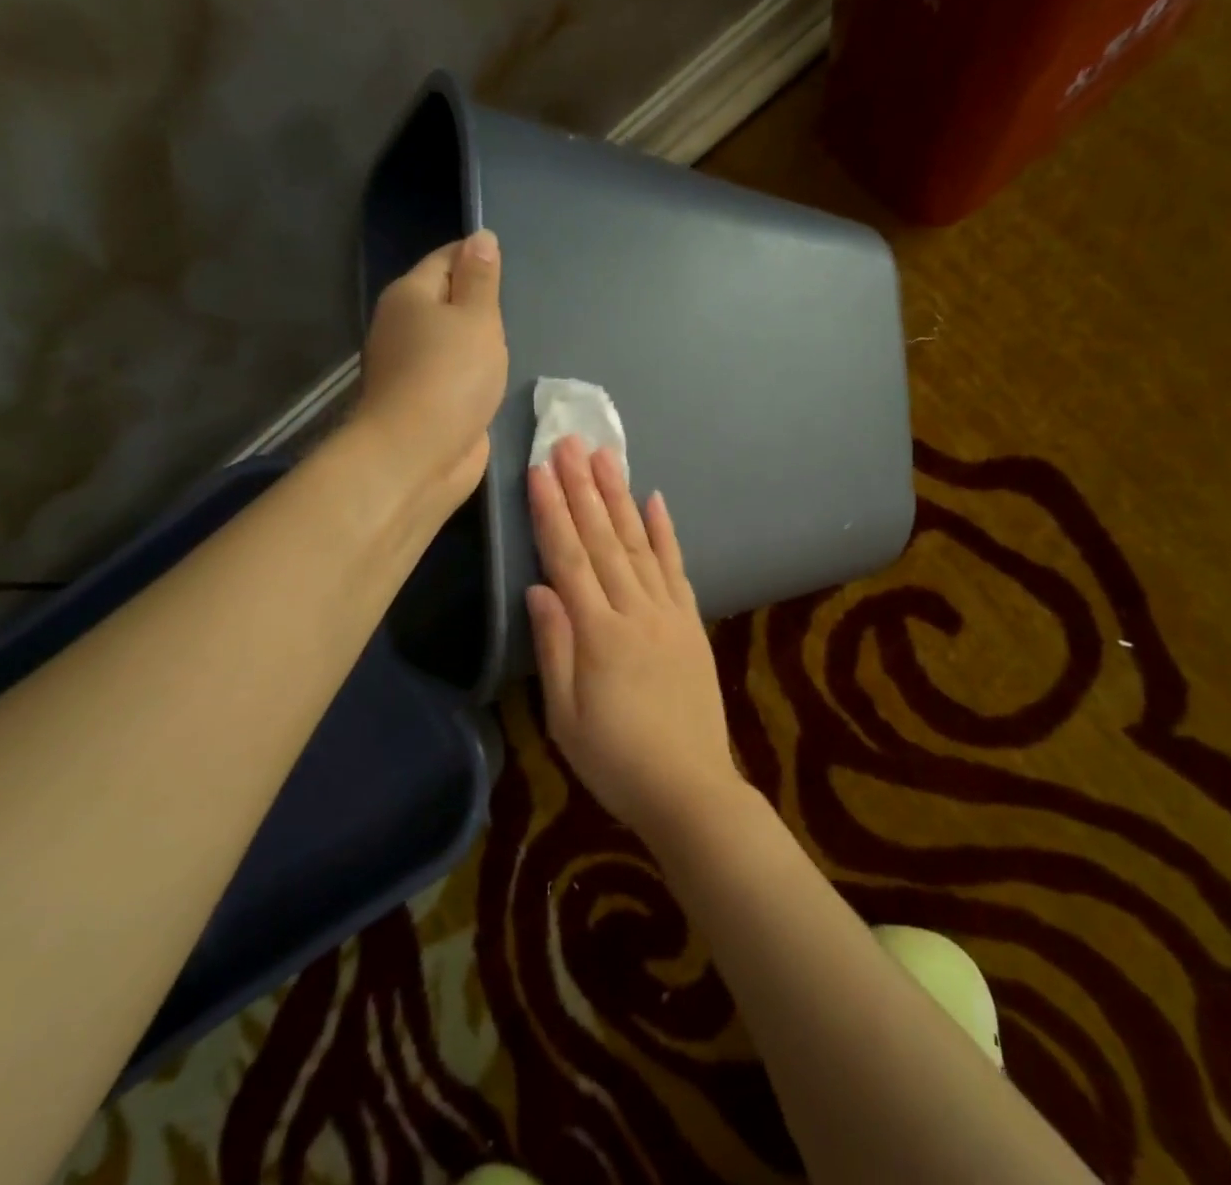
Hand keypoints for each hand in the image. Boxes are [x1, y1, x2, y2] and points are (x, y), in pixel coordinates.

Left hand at [354, 230, 507, 509]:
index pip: (447, 258)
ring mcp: (410, 365)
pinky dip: (473, 370)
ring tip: (514, 339)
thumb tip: (481, 237)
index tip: (512, 267)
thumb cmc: (451, 376)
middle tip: (520, 306)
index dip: (478, 257)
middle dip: (479, 300)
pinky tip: (495, 375)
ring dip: (476, 339)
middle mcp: (403, 325)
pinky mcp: (424, 399)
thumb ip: (481, 279)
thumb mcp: (476, 318)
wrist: (418, 453)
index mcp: (410, 295)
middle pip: (445, 298)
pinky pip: (453, 372)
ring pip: (449, 338)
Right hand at [525, 435, 748, 844]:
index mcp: (598, 633)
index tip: (539, 471)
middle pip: (604, 539)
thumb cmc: (616, 760)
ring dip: (620, 497)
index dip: (552, 512)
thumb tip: (538, 588)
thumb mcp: (565, 716)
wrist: (690, 787)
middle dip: (583, 488)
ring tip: (606, 457)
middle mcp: (635, 610)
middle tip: (571, 442)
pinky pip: (677, 567)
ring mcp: (669, 612)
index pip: (569, 559)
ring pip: (639, 543)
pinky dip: (666, 532)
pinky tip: (656, 500)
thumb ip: (554, 646)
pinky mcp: (692, 622)